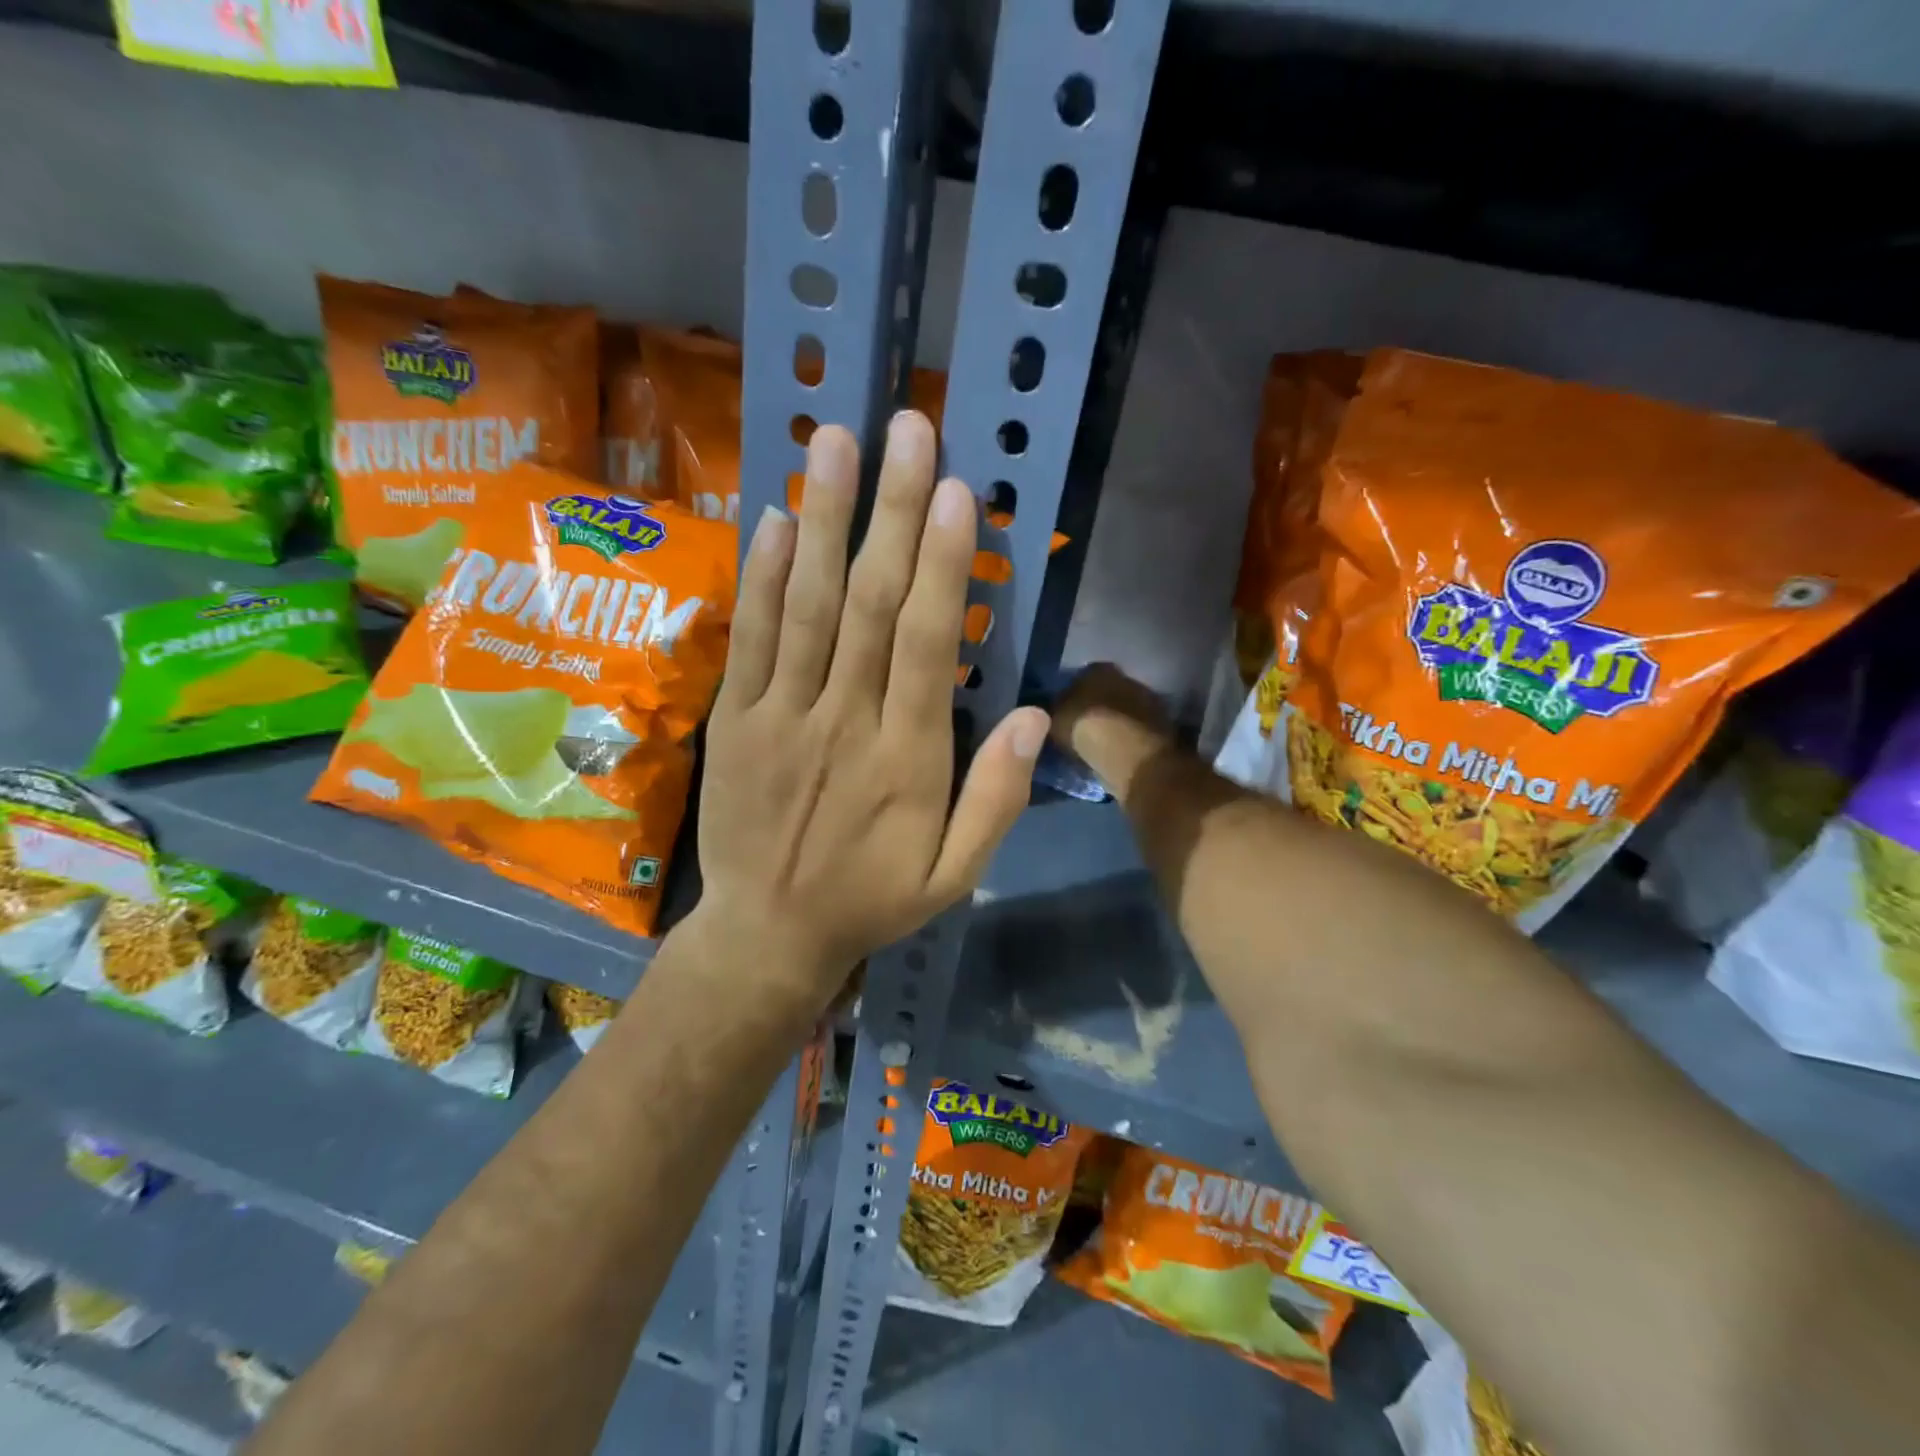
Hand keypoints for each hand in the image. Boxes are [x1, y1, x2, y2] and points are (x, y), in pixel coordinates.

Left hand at [696, 412, 1048, 1008]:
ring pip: (805, 605)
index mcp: (906, 759)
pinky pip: (751, 638)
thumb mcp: (954, 875)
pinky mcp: (734, 718)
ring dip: (822, 519)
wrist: (767, 935)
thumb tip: (1037, 716)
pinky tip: (774, 516)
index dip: (941, 564)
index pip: (925, 644)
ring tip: (835, 442)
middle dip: (889, 512)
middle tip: (905, 428)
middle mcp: (842, 721)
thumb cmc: (871, 900)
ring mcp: (780, 715)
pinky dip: (761, 576)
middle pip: (867, 604)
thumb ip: (996, 799)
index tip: (954, 491)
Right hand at [1050, 662, 1176, 803]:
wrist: (1129, 754)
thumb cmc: (1086, 730)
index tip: (1066, 712)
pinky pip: (1138, 728)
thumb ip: (1054, 710)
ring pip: (1125, 709)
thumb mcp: (1055, 720)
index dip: (1073, 694)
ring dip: (1116, 721)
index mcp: (1098, 669)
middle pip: (1108, 691)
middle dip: (1098, 706)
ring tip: (1102, 742)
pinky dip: (1130, 737)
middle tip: (1084, 727)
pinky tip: (1120, 751)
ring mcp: (1148, 700)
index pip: (1082, 676)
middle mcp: (1126, 677)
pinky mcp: (1163, 725)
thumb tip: (1051, 709)